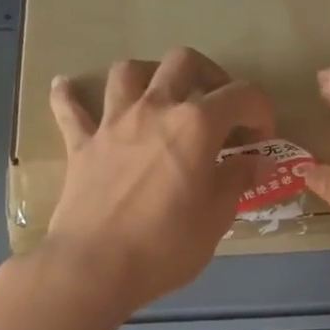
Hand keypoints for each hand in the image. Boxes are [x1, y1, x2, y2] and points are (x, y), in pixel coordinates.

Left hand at [38, 48, 275, 316]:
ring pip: (129, 71)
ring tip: (159, 97)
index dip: (261, 112)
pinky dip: (70, 93)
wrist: (96, 267)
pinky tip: (68, 86)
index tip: (260, 142)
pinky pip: (70, 108)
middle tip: (217, 107)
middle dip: (209, 75)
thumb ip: (237, 180)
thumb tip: (256, 162)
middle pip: (184, 62)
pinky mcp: (81, 144)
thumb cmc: (167, 245)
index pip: (243, 95)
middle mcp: (155, 109)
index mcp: (197, 125)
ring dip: (149, 75)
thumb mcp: (217, 217)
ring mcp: (113, 123)